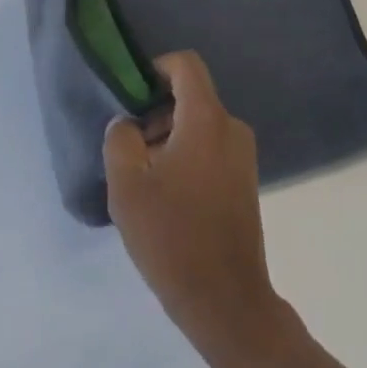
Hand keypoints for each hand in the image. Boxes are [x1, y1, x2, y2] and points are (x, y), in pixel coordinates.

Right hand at [105, 52, 296, 367]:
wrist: (227, 303)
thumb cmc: (173, 238)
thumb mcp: (127, 187)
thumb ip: (120, 141)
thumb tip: (128, 124)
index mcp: (207, 118)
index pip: (185, 65)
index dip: (156, 70)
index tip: (132, 99)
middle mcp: (231, 127)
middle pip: (191, 97)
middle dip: (157, 114)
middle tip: (131, 153)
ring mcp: (243, 155)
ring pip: (200, 126)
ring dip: (170, 140)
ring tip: (146, 183)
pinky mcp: (246, 181)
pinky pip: (212, 149)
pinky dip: (188, 158)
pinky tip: (169, 200)